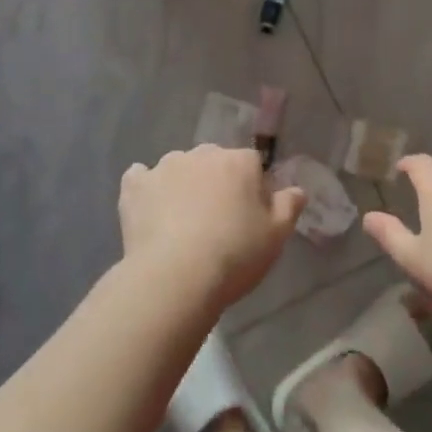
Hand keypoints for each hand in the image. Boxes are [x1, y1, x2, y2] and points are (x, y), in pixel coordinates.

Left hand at [119, 146, 304, 310]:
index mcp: (239, 161)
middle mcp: (202, 154)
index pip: (252, 164)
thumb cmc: (234, 255)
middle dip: (217, 183)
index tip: (249, 217)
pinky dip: (146, 189)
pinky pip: (141, 178)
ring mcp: (165, 166)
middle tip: (217, 222)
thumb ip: (289, 206)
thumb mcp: (276, 236)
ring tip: (181, 224)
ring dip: (183, 185)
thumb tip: (297, 189)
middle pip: (214, 161)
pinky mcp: (135, 185)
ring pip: (179, 168)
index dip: (252, 189)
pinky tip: (149, 210)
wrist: (175, 277)